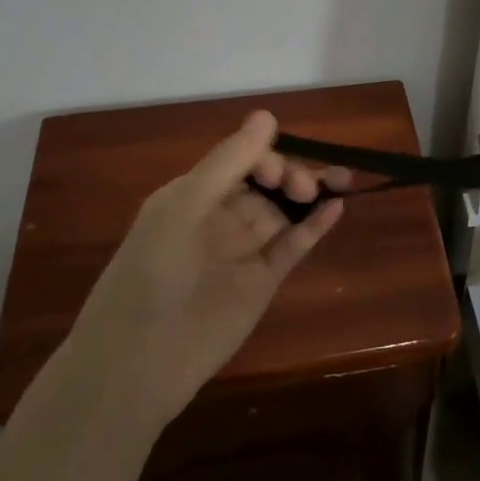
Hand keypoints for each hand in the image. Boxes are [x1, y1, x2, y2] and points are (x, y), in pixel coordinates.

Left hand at [67, 111, 346, 429]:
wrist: (136, 365)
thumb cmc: (151, 274)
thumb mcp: (184, 208)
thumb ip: (228, 163)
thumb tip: (267, 115)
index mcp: (193, 195)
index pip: (240, 161)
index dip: (265, 159)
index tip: (278, 174)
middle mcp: (220, 218)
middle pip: (266, 183)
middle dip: (291, 174)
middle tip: (308, 186)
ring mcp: (243, 251)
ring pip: (283, 211)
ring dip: (311, 194)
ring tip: (342, 181)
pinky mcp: (262, 282)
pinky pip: (292, 246)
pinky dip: (314, 227)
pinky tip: (336, 209)